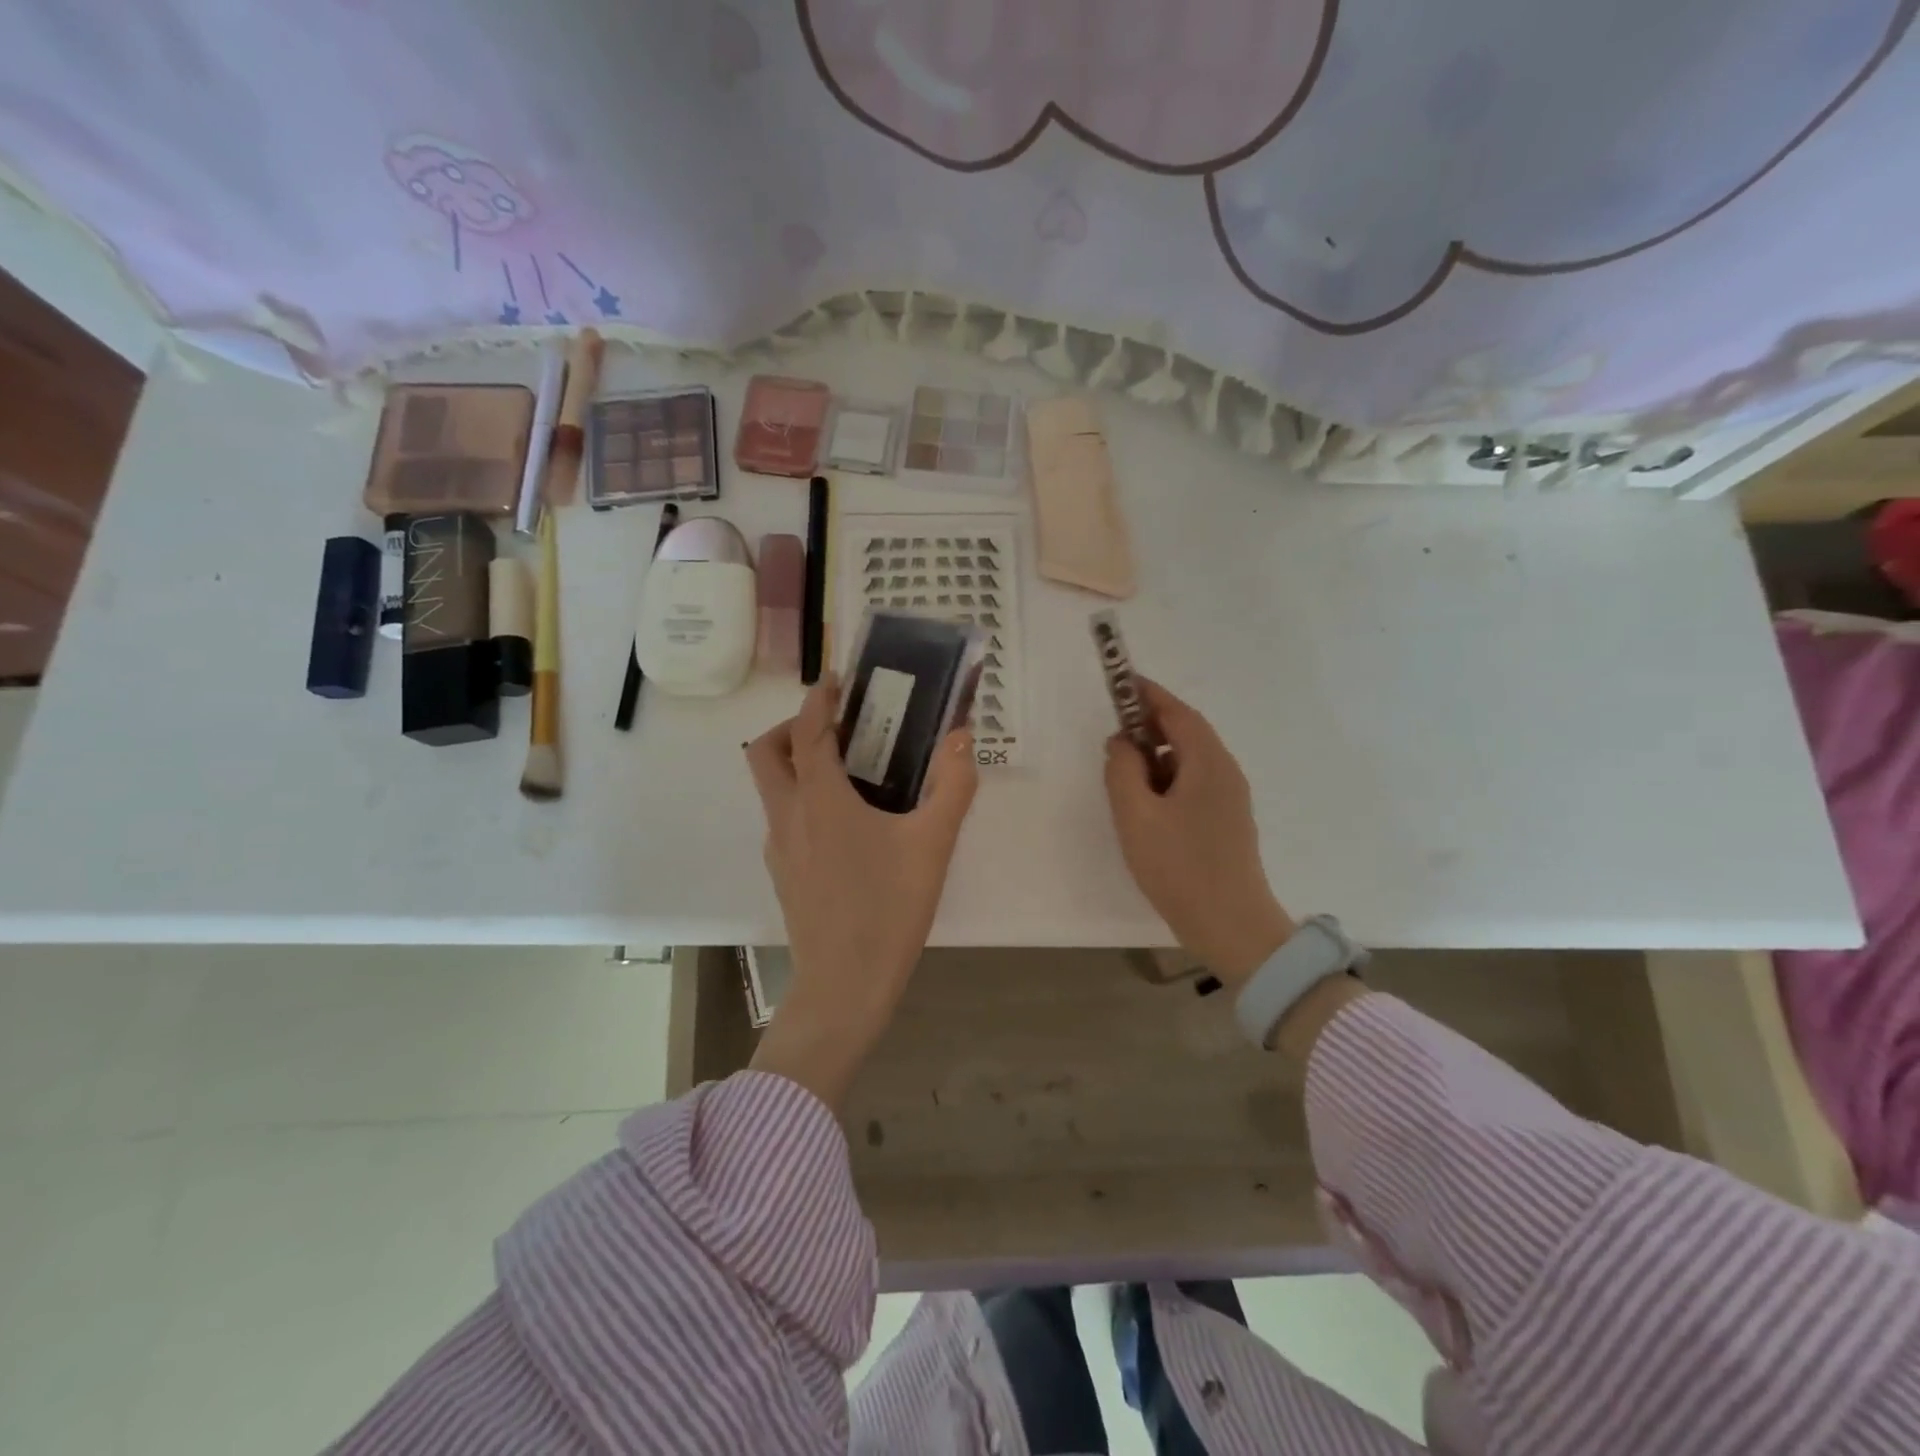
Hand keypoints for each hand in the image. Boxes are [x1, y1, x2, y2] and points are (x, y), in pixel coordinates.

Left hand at [744, 675, 978, 1108]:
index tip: (838, 680)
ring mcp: (779, 847)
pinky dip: (804, 799)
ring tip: (852, 771)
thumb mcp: (933, 845)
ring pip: (772, 787)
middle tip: (837, 726)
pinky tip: (848, 823)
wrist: (845, 986)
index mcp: (819, 799)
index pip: (807, 730)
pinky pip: (784, 818)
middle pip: (766, 752)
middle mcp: (788, 815)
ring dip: (797, 763)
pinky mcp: (783, 873)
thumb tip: (962, 738)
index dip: (819, 698)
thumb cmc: (888, 909)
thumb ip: (953, 786)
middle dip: (793, 726)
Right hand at [1104, 679, 1297, 990]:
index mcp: (1208, 763)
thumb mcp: (1136, 815)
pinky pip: (1193, 784)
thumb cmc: (1179, 867)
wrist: (1231, 926)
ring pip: (1188, 761)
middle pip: (1186, 734)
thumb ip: (1122, 770)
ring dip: (1155, 758)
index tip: (1121, 682)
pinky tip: (1145, 808)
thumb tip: (1122, 743)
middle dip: (1148, 728)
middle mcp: (1225, 772)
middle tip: (1112, 739)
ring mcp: (1229, 798)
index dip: (1148, 694)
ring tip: (1123, 779)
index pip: (1178, 712)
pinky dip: (1166, 781)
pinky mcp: (1226, 821)